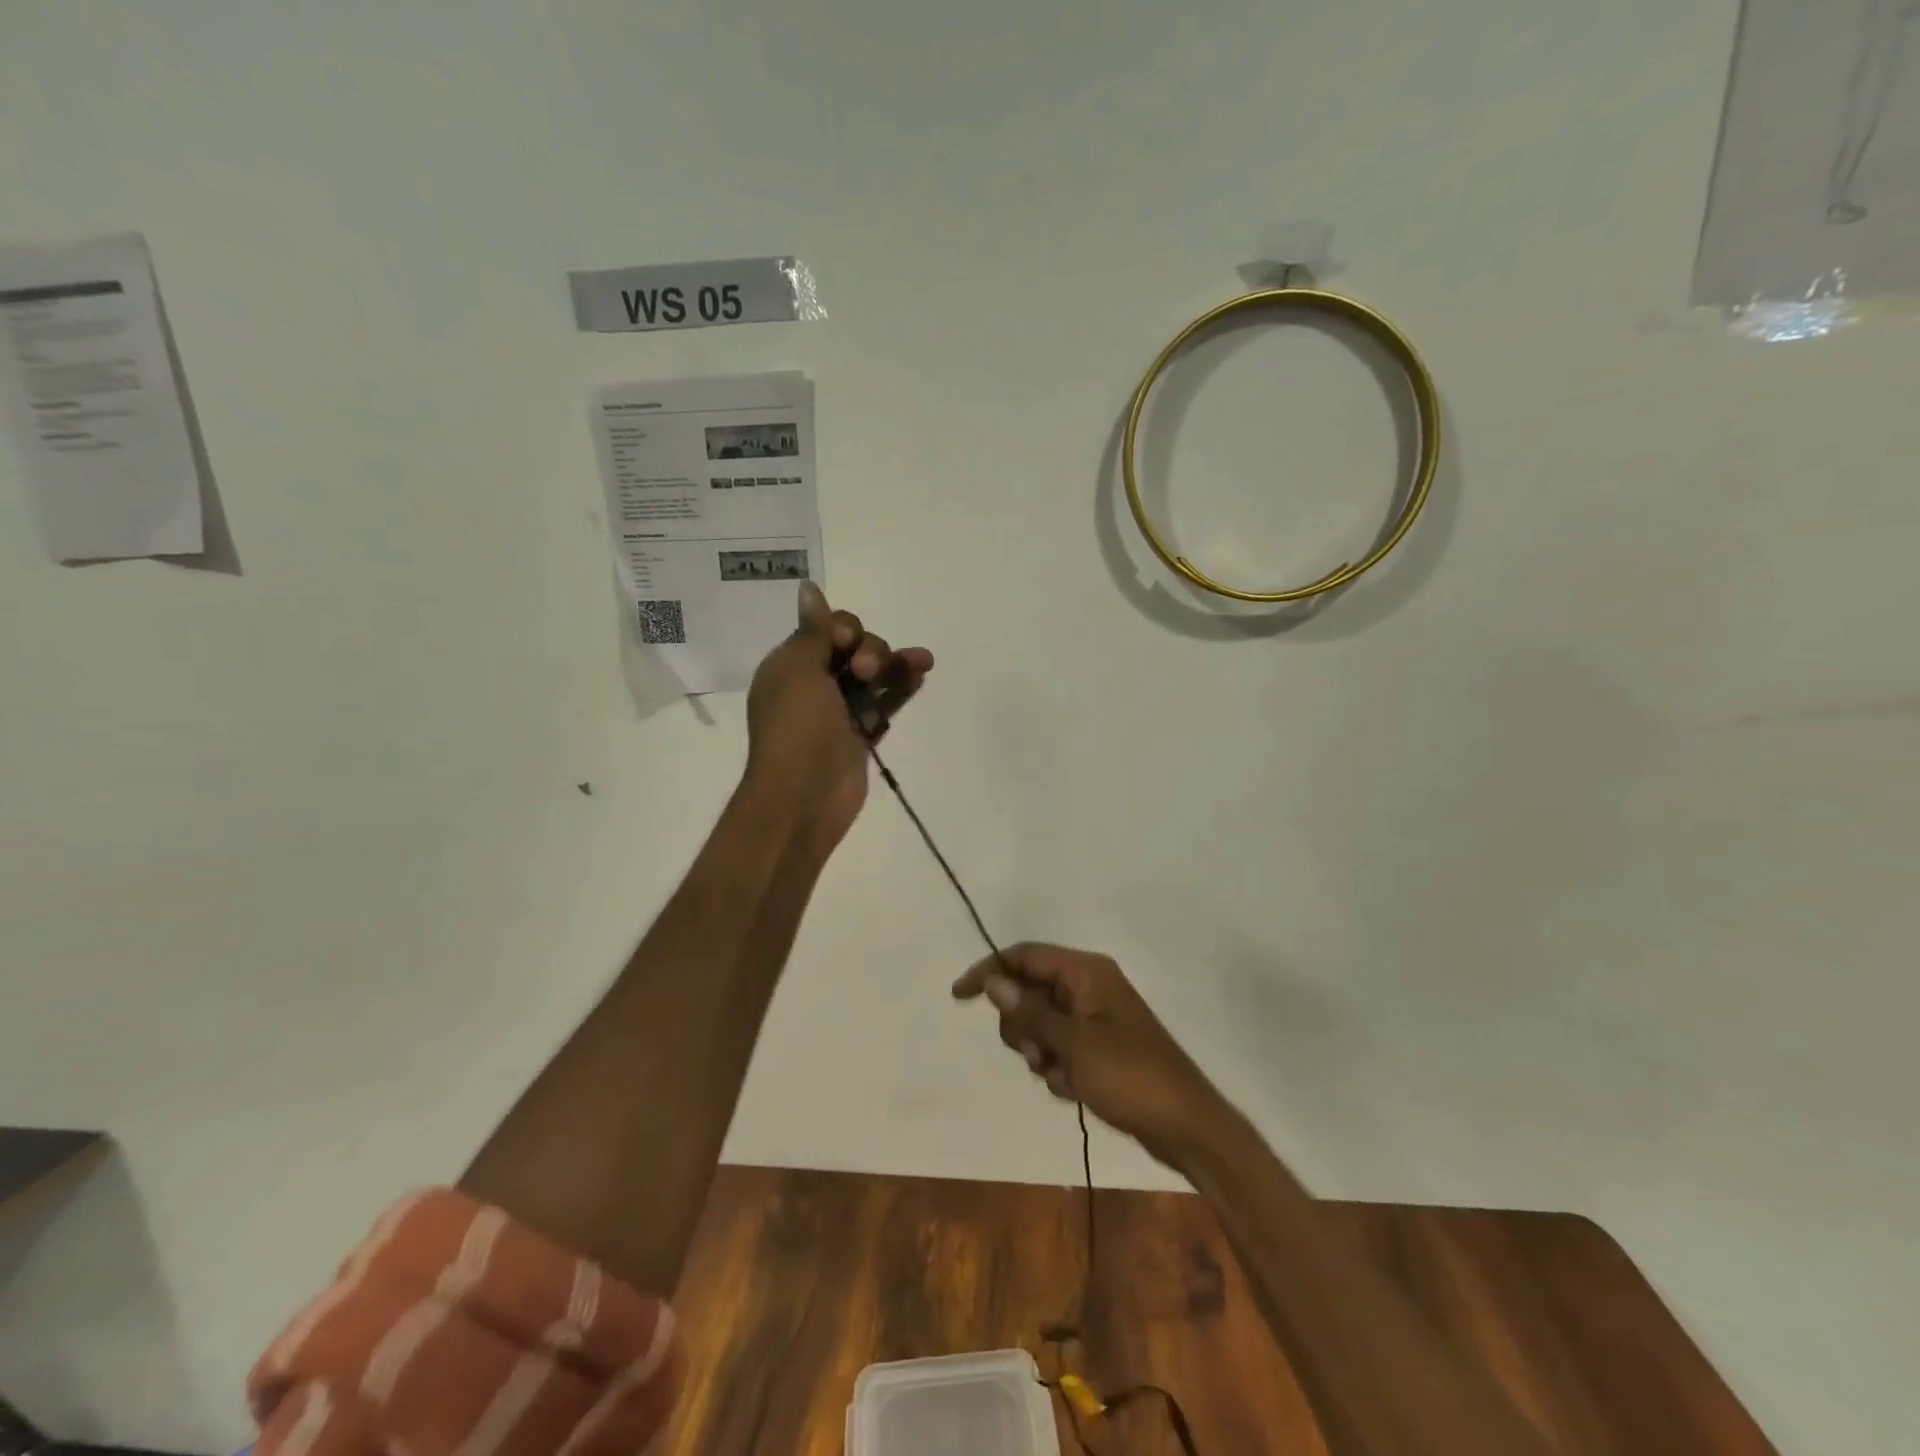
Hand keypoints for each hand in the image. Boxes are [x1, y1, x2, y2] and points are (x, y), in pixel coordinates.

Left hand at [743, 582, 932, 851]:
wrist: (803, 796)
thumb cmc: (795, 727)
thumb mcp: (798, 669)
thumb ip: (814, 631)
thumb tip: (808, 586)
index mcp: (791, 665)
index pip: (824, 630)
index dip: (842, 629)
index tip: (846, 642)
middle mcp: (814, 684)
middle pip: (854, 649)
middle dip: (870, 650)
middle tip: (866, 672)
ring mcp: (840, 711)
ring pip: (874, 675)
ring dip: (895, 664)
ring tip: (922, 661)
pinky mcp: (862, 734)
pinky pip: (885, 703)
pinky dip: (902, 688)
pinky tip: (921, 674)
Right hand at [953, 944, 1228, 1167]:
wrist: (1185, 1125)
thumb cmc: (1129, 1076)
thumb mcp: (1072, 1044)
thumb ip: (1029, 1011)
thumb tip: (993, 980)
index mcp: (1086, 972)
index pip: (1025, 956)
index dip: (989, 971)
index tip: (959, 996)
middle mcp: (1089, 986)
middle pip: (1029, 992)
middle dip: (1022, 1026)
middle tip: (1039, 1055)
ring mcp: (1095, 1018)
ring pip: (1040, 1024)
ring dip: (1041, 1053)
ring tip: (1064, 1077)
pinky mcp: (1100, 1047)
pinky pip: (1060, 1048)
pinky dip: (1060, 1069)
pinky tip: (1079, 1090)